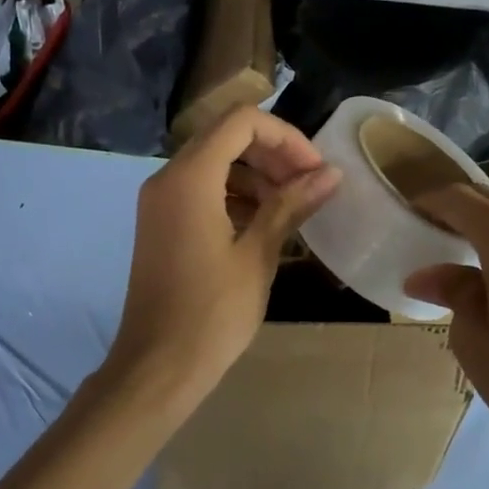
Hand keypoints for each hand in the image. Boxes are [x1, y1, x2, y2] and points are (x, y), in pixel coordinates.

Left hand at [106, 106, 340, 410]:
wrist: (157, 367)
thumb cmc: (212, 313)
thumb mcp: (258, 255)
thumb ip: (292, 205)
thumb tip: (331, 173)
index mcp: (190, 178)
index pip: (242, 122)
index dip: (286, 136)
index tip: (315, 169)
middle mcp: (168, 178)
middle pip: (227, 137)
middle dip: (274, 153)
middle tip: (311, 186)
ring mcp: (160, 201)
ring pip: (215, 162)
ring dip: (256, 175)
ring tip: (293, 206)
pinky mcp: (161, 223)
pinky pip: (201, 189)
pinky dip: (235, 194)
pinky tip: (264, 223)